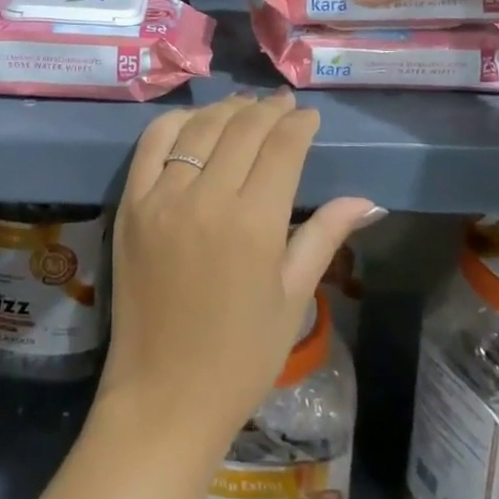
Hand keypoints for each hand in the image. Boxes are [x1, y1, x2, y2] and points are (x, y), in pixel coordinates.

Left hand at [100, 93, 378, 447]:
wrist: (165, 394)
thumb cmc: (240, 357)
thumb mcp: (292, 298)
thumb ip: (324, 237)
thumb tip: (367, 200)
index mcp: (255, 224)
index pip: (282, 148)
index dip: (298, 124)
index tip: (308, 116)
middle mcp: (207, 198)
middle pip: (243, 129)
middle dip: (268, 110)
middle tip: (282, 104)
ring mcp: (163, 197)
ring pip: (199, 128)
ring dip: (226, 109)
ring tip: (245, 105)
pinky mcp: (131, 203)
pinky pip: (152, 144)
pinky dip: (176, 123)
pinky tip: (195, 121)